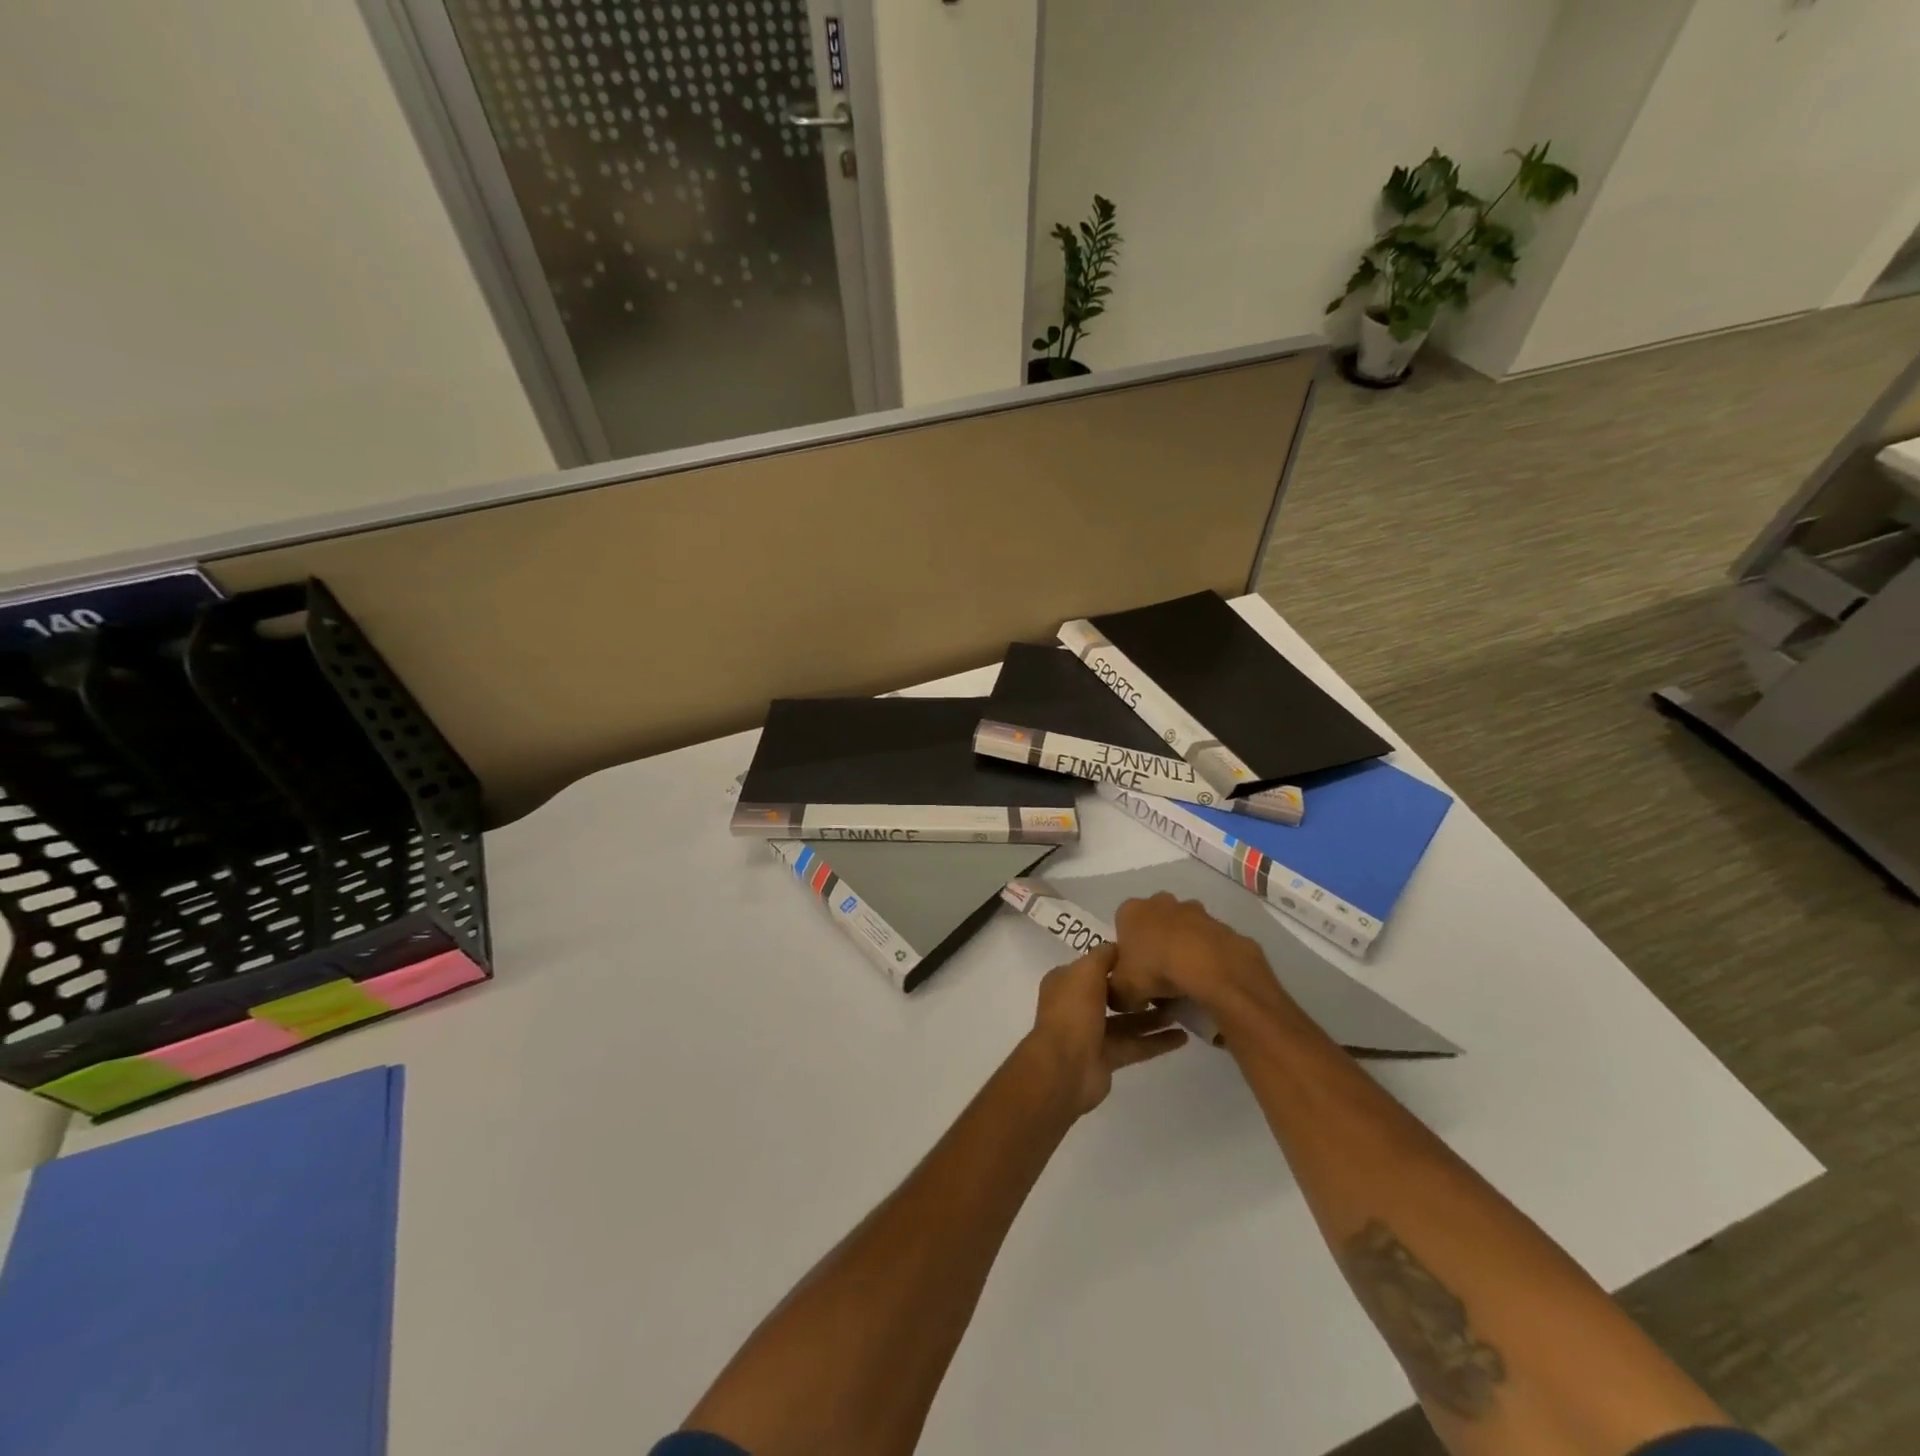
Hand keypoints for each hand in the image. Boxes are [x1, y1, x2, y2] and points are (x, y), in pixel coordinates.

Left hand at [1022, 942, 1188, 1115]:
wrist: (1065, 1068)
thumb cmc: (1073, 1012)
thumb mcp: (1086, 971)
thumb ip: (1103, 956)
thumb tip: (1119, 946)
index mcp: (1065, 982)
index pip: (1094, 966)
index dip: (1117, 960)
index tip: (1147, 955)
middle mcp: (1077, 1005)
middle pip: (1111, 993)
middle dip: (1138, 990)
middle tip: (1170, 983)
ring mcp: (1091, 1033)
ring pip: (1127, 1021)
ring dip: (1152, 1016)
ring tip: (1182, 1009)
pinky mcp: (1106, 1058)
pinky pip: (1135, 1045)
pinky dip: (1157, 1042)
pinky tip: (1183, 1037)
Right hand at [1110, 893, 1285, 1017]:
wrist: (1209, 965)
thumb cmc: (1155, 969)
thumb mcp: (1122, 991)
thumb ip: (1115, 992)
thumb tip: (1120, 996)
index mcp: (1130, 911)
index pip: (1121, 927)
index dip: (1126, 952)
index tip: (1134, 974)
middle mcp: (1159, 901)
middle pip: (1153, 924)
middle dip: (1155, 945)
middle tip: (1158, 977)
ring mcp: (1193, 909)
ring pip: (1182, 929)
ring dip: (1182, 948)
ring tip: (1185, 981)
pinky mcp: (1219, 923)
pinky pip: (1207, 941)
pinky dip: (1205, 956)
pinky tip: (1206, 978)